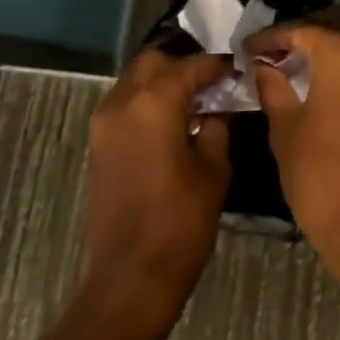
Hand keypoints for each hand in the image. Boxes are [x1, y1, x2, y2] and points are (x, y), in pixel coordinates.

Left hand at [81, 49, 231, 332]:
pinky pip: (126, 104)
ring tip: (198, 97)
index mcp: (154, 102)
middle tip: (215, 79)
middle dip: (185, 63)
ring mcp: (104, 124)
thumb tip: (219, 107)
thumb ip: (217, 125)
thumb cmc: (181, 221)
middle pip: (154, 61)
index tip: (240, 68)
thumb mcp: (214, 168)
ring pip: (135, 80)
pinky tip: (176, 119)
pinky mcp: (99, 146)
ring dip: (164, 81)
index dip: (219, 65)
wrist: (130, 278)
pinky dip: (149, 100)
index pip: (192, 65)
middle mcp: (122, 103)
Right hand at [246, 25, 339, 258]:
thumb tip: (262, 66)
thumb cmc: (318, 170)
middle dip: (294, 46)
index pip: (302, 33)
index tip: (245, 49)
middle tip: (261, 59)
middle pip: (326, 39)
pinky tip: (308, 87)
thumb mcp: (285, 126)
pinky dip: (334, 74)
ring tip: (279, 71)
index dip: (271, 39)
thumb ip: (272, 86)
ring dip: (315, 60)